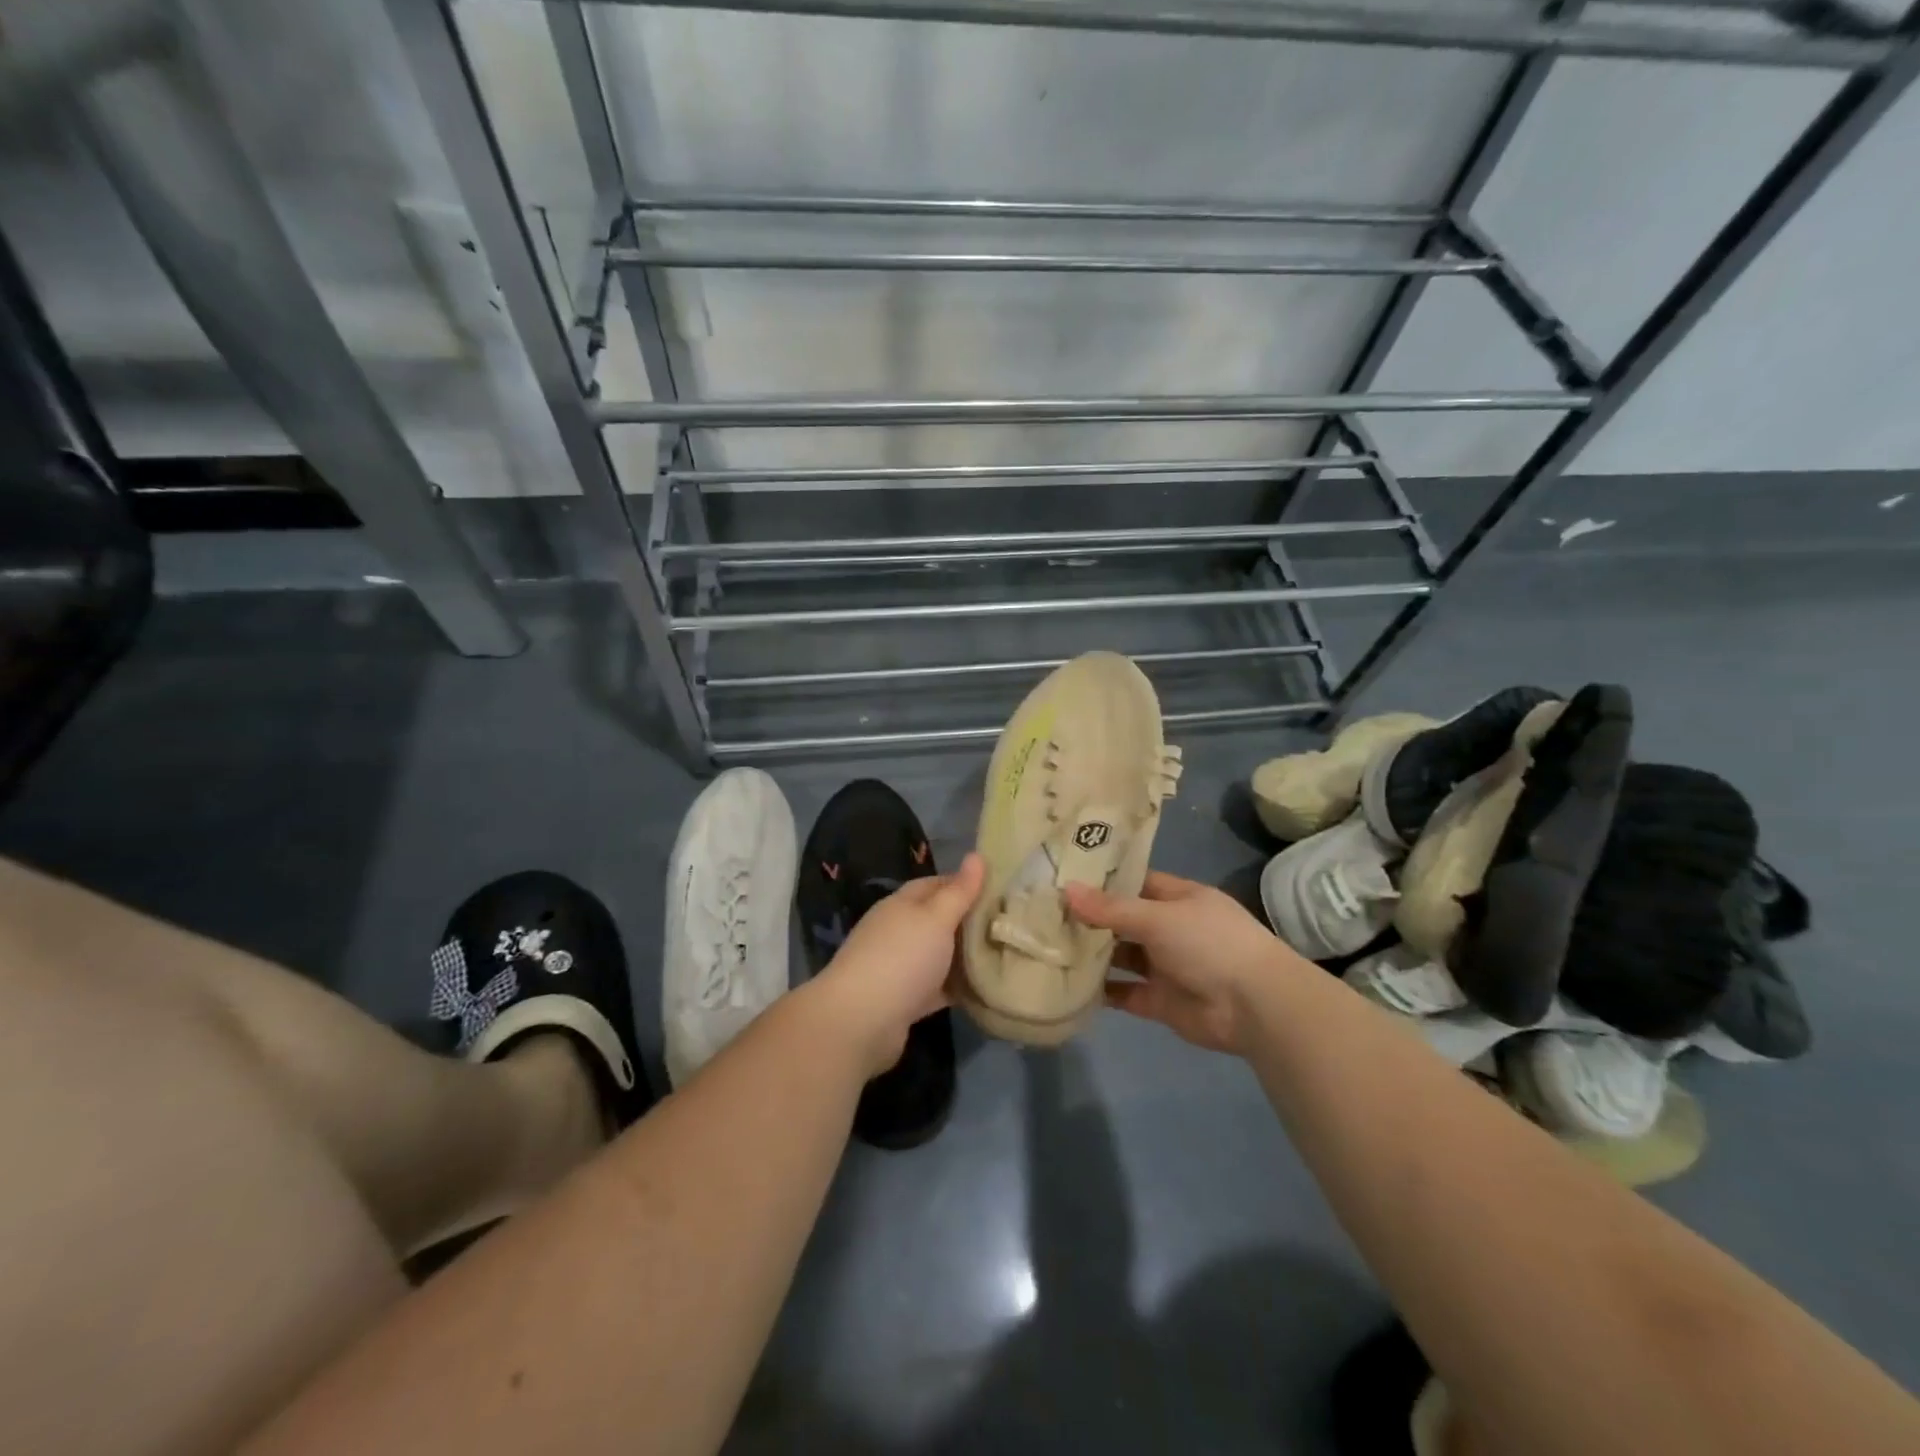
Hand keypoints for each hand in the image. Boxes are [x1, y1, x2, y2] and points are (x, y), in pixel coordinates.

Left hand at [813, 853, 984, 1076]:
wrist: (861, 1021)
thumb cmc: (902, 958)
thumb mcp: (936, 918)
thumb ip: (959, 891)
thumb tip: (977, 855)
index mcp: (902, 904)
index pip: (937, 884)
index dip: (967, 883)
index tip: (1001, 889)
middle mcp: (898, 931)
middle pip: (939, 919)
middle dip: (970, 921)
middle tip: (1009, 924)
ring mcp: (899, 966)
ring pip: (939, 954)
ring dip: (964, 955)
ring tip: (1004, 953)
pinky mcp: (905, 1000)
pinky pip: (937, 986)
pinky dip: (957, 986)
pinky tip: (984, 988)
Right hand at [1064, 871, 1307, 1055]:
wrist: (1255, 1006)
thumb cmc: (1209, 944)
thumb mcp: (1158, 917)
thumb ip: (1111, 908)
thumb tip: (1066, 890)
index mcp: (1178, 899)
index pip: (1135, 883)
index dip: (1102, 881)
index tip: (1063, 877)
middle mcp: (1170, 929)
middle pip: (1123, 920)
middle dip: (1090, 919)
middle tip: (1043, 914)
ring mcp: (1165, 966)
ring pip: (1121, 956)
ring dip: (1092, 954)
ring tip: (1047, 947)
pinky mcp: (1160, 1001)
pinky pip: (1124, 993)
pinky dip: (1101, 992)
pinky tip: (1068, 985)